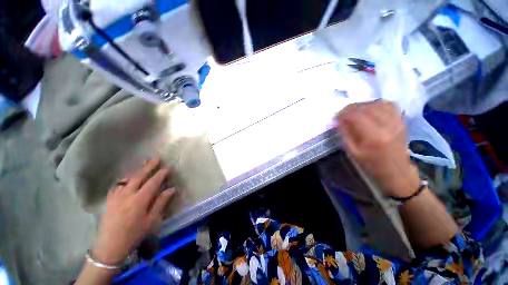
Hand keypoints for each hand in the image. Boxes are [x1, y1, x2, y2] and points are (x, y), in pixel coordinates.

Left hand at [91, 158, 175, 264]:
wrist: (109, 247)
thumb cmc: (134, 234)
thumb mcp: (151, 220)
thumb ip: (161, 202)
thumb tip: (172, 189)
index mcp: (139, 200)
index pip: (153, 182)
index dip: (161, 174)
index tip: (169, 168)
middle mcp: (127, 194)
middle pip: (140, 176)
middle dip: (149, 166)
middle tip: (157, 158)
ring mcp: (116, 196)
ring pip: (128, 178)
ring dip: (138, 170)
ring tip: (144, 163)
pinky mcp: (109, 200)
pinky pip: (118, 185)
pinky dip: (125, 179)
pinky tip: (128, 178)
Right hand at [336, 100, 419, 196]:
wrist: (395, 170)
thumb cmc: (371, 164)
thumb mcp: (352, 151)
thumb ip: (345, 133)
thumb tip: (339, 120)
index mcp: (373, 136)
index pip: (356, 116)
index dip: (343, 113)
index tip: (336, 116)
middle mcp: (387, 125)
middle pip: (367, 107)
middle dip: (351, 107)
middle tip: (343, 112)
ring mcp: (397, 122)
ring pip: (378, 103)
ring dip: (364, 105)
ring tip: (355, 110)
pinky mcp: (401, 121)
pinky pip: (389, 105)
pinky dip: (377, 104)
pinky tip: (370, 109)